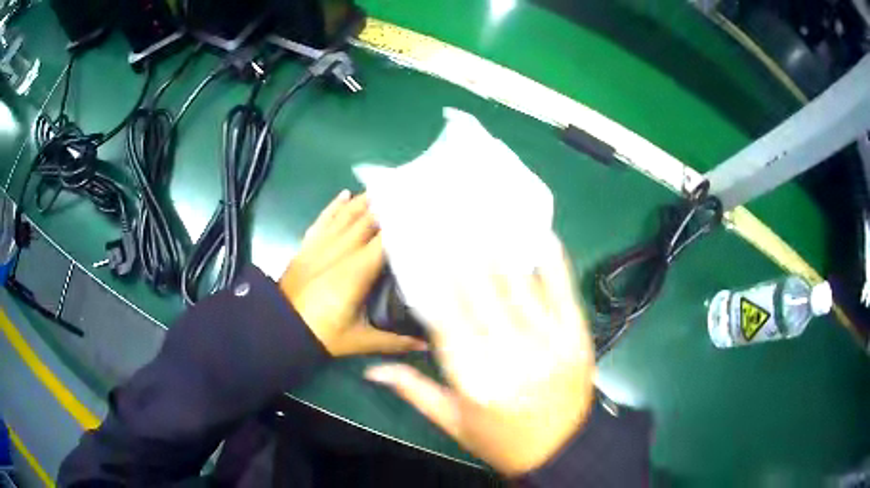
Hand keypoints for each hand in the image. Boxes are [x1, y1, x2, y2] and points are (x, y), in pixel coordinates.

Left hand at [280, 190, 426, 356]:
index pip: (386, 239)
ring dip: (367, 200)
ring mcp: (322, 244)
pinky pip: (324, 219)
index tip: (423, 213)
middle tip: (411, 192)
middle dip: (390, 205)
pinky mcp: (307, 245)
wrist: (280, 326)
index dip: (404, 224)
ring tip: (387, 187)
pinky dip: (335, 206)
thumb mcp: (361, 340)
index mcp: (358, 270)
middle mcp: (341, 250)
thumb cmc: (323, 334)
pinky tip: (346, 194)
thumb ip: (395, 341)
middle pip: (369, 220)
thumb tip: (426, 347)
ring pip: (347, 215)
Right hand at [364, 245, 595, 475]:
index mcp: (474, 380)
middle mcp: (511, 355)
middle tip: (452, 224)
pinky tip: (542, 235)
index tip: (424, 253)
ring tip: (486, 220)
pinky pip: (563, 290)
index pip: (446, 320)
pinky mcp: (576, 335)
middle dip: (463, 257)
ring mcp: (549, 341)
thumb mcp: (453, 423)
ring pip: (519, 286)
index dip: (434, 284)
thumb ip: (413, 390)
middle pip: (481, 294)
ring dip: (501, 251)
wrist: (561, 449)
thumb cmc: (501, 439)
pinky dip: (553, 261)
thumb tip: (371, 369)